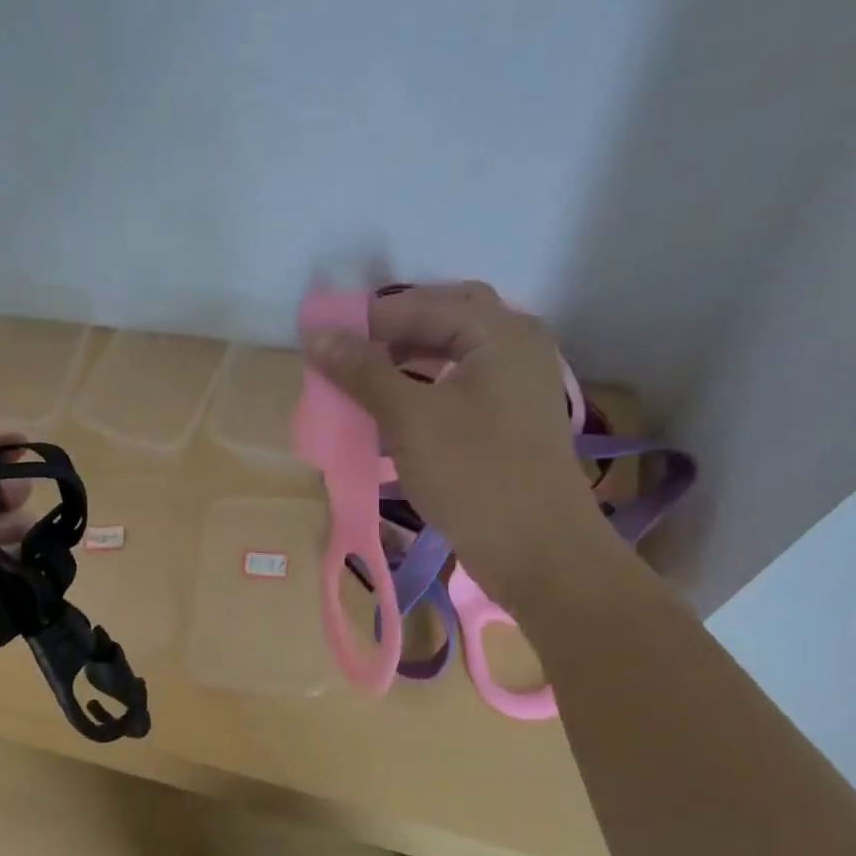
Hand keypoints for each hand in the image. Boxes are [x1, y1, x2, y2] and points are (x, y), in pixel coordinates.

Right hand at [303, 281, 615, 608]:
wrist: (537, 551)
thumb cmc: (474, 475)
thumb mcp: (409, 418)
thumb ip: (363, 371)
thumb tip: (318, 336)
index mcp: (499, 332)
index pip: (420, 304)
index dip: (366, 320)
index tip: (319, 343)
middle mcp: (515, 345)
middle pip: (442, 319)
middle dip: (390, 333)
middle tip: (346, 355)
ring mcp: (515, 384)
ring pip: (449, 353)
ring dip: (403, 362)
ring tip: (359, 384)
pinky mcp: (508, 419)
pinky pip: (457, 386)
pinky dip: (421, 390)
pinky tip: (389, 414)